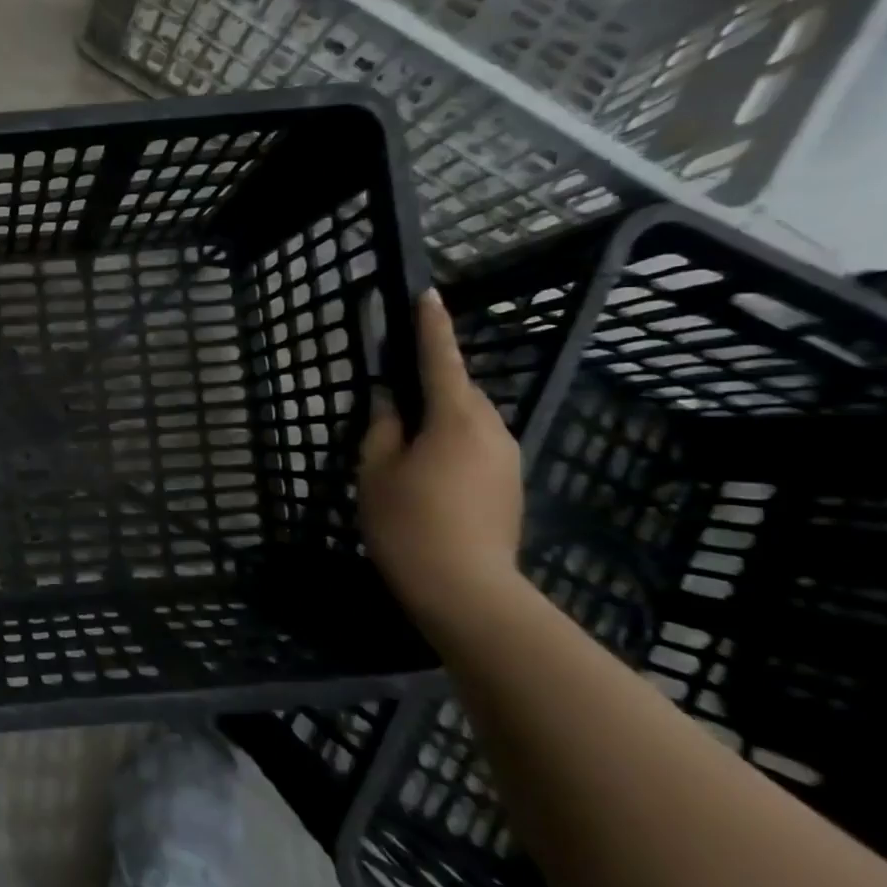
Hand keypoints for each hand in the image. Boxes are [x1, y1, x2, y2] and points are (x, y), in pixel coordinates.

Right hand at [359, 289, 522, 611]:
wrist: (466, 592)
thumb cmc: (410, 522)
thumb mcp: (377, 470)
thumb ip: (382, 428)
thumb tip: (390, 402)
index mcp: (456, 417)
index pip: (441, 359)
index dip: (431, 326)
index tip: (428, 294)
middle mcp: (492, 430)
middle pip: (459, 392)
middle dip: (431, 384)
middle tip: (393, 396)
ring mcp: (507, 460)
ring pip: (468, 422)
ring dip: (439, 419)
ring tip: (404, 442)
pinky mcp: (509, 487)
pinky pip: (476, 447)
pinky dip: (450, 445)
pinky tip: (425, 472)